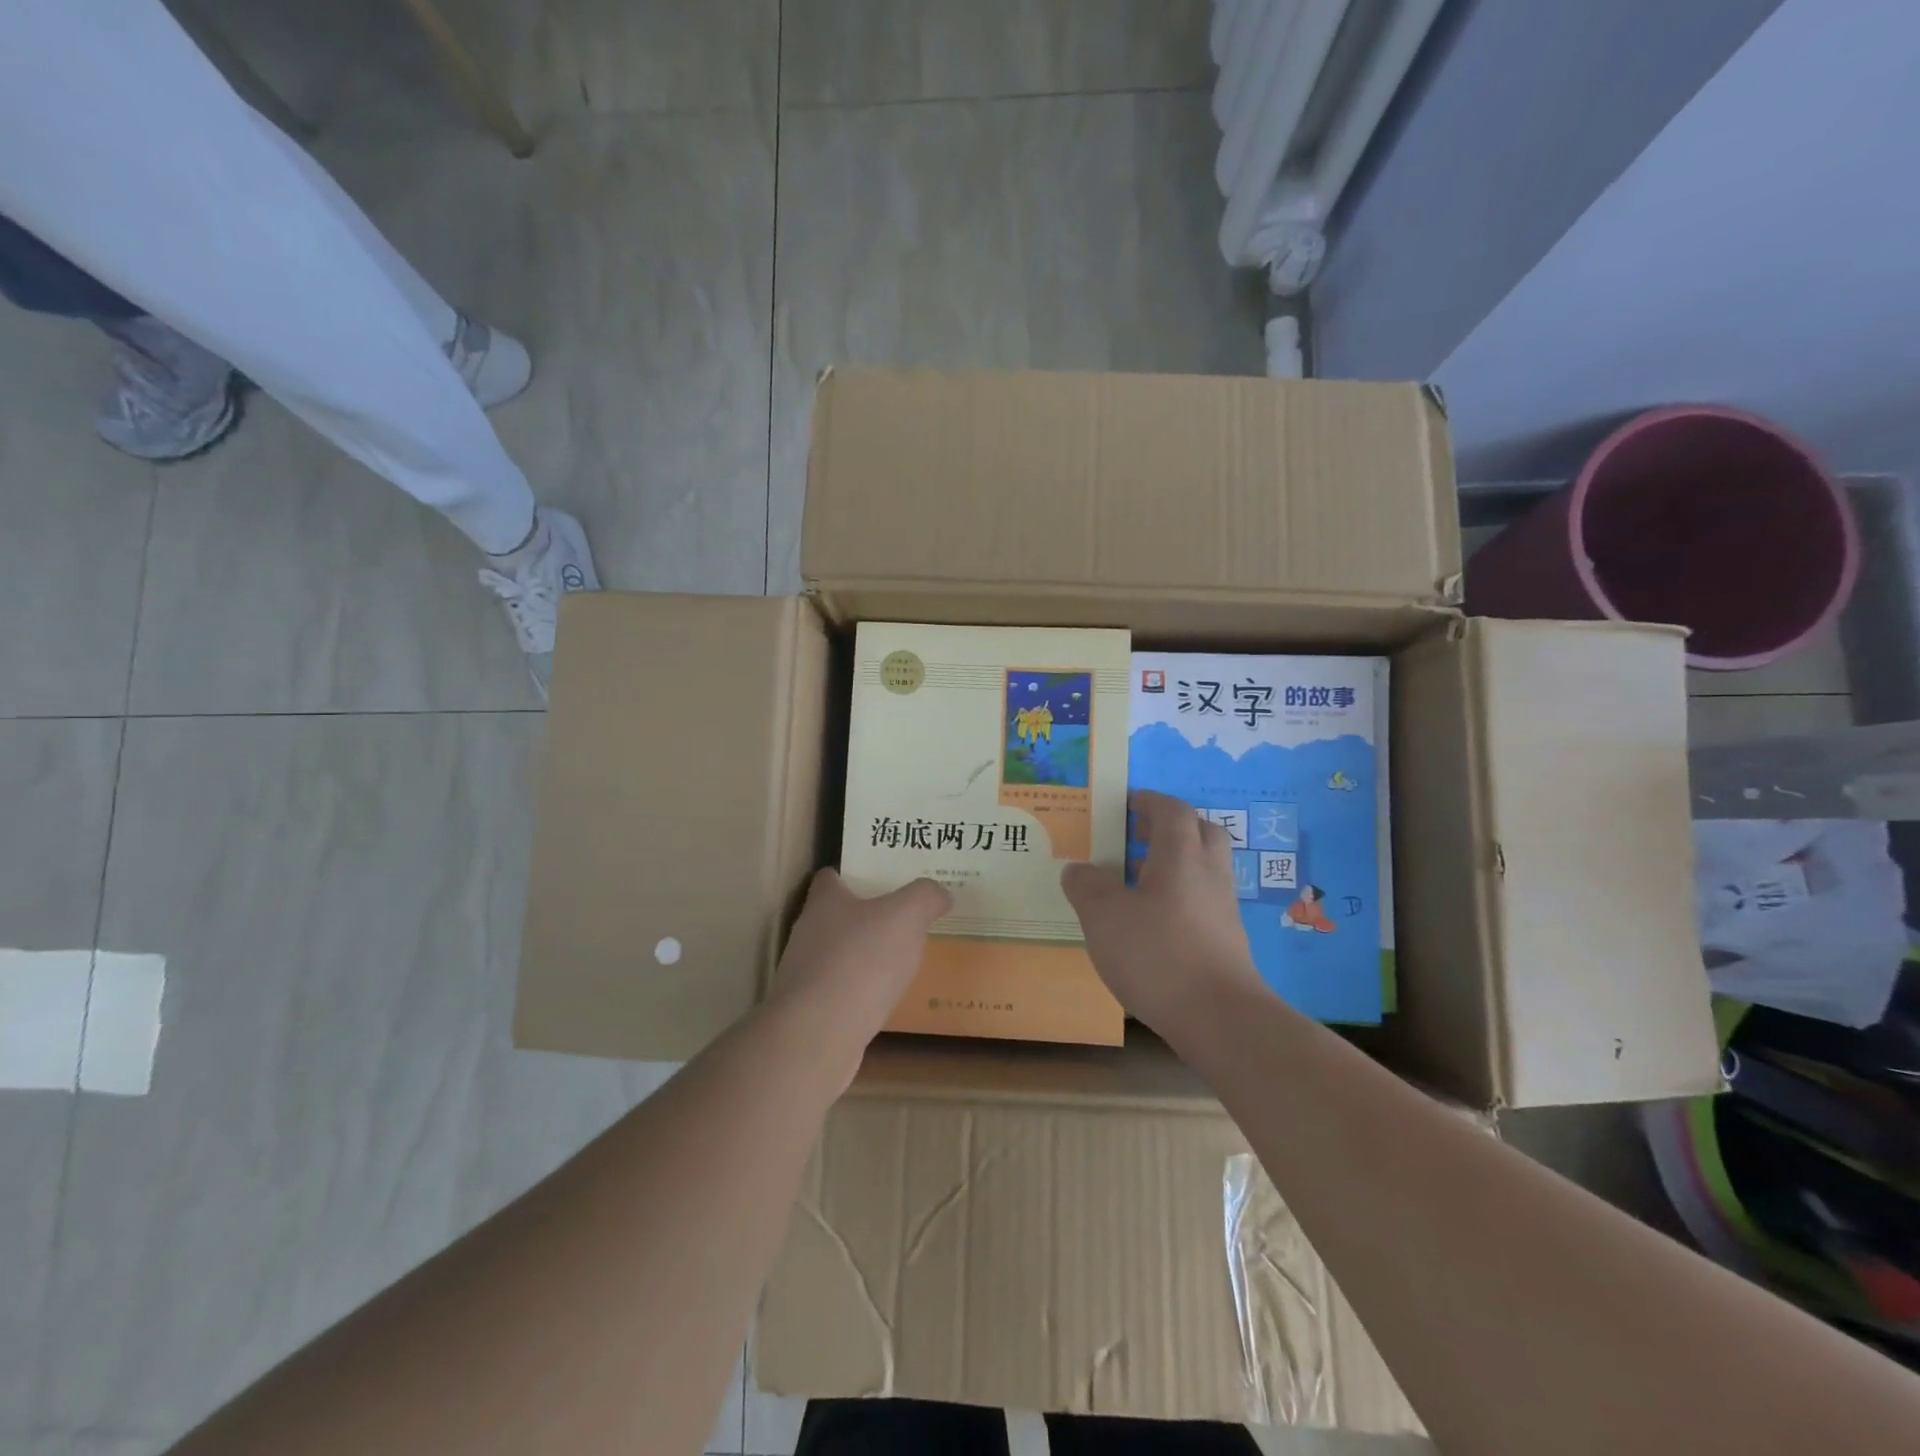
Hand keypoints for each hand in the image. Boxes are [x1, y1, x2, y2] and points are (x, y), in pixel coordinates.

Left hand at [769, 869, 951, 1047]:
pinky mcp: (810, 1012)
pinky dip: (860, 993)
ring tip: (900, 961)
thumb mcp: (906, 915)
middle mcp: (808, 933)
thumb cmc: (860, 960)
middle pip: (835, 917)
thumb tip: (940, 893)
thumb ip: (925, 897)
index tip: (880, 878)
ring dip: (863, 958)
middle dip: (865, 917)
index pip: (829, 878)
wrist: (818, 1034)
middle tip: (903, 919)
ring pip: (838, 956)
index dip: (852, 874)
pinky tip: (884, 1001)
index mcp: (824, 902)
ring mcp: (805, 975)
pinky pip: (840, 993)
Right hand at [1062, 790, 1265, 1038]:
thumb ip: (1087, 887)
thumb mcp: (1104, 917)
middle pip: (1201, 832)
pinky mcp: (1227, 941)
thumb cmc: (1158, 954)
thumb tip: (1078, 869)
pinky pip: (1204, 900)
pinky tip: (1155, 922)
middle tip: (1139, 836)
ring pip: (1205, 868)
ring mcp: (1223, 909)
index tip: (1129, 802)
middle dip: (1172, 827)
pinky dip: (1182, 896)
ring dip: (1177, 863)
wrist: (1220, 1018)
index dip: (1151, 801)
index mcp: (1181, 856)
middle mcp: (1209, 874)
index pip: (1172, 811)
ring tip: (1140, 880)